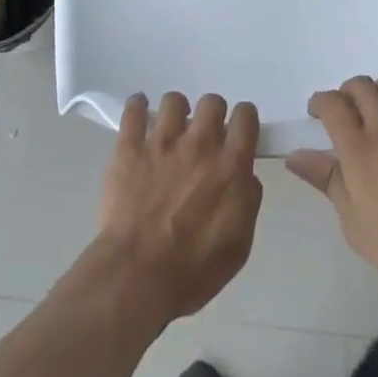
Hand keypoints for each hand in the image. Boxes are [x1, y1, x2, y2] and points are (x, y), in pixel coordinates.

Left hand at [90, 93, 262, 324]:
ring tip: (171, 129)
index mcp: (230, 166)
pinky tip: (139, 111)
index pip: (246, 117)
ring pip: (174, 100)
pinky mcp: (130, 147)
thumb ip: (247, 201)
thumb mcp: (239, 245)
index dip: (244, 120)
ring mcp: (162, 142)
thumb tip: (246, 177)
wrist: (139, 276)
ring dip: (177, 111)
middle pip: (212, 102)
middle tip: (204, 136)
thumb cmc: (194, 270)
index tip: (238, 131)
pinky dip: (138, 106)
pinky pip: (134, 109)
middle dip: (212, 114)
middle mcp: (199, 144)